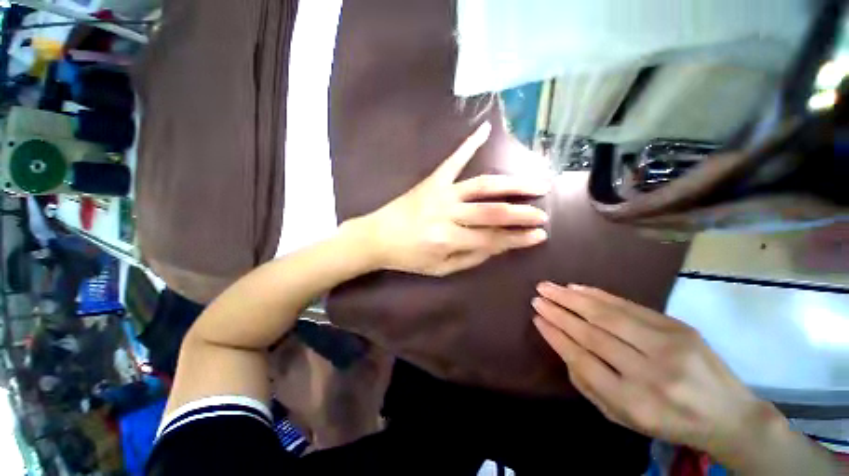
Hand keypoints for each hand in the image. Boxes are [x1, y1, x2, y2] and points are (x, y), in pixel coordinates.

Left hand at [359, 122, 549, 276]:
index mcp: (447, 239)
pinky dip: (469, 143)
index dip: (518, 238)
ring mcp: (440, 193)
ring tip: (536, 183)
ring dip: (512, 184)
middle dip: (522, 213)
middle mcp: (447, 214)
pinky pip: (453, 159)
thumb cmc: (408, 257)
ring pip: (482, 185)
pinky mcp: (432, 180)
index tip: (540, 235)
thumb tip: (499, 245)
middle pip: (492, 211)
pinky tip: (486, 128)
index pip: (492, 238)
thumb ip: (471, 257)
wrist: (377, 236)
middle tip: (543, 213)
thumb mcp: (440, 268)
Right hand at [531, 282, 776, 465]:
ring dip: (573, 298)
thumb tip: (562, 347)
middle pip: (593, 334)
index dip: (556, 336)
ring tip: (549, 287)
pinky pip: (630, 306)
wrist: (729, 414)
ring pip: (609, 315)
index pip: (582, 360)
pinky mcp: (678, 327)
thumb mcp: (623, 418)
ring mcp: (668, 346)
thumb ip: (588, 386)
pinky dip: (599, 294)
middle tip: (537, 297)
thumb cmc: (668, 421)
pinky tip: (578, 287)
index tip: (537, 319)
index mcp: (634, 402)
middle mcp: (650, 373)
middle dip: (559, 312)